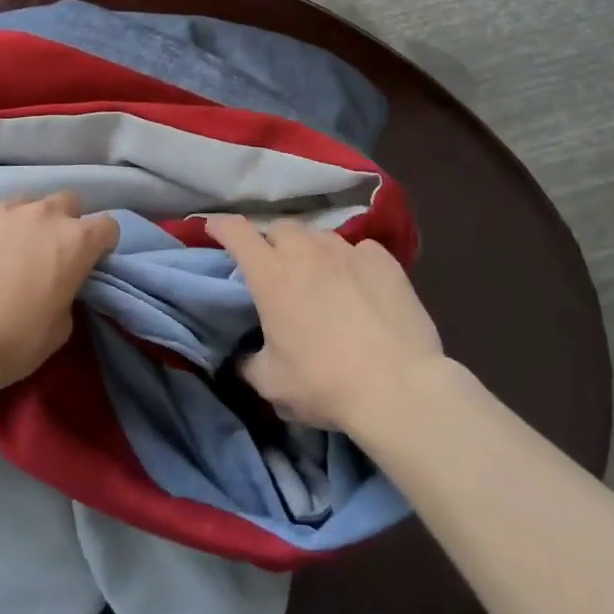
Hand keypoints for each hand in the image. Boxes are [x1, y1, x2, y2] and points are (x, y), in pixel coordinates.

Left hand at [0, 193, 119, 398]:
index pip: (108, 225)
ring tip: (4, 253)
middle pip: (67, 201)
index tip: (90, 262)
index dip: (102, 244)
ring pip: (23, 204)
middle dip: (64, 223)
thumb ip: (67, 292)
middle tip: (48, 253)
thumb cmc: (11, 344)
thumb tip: (56, 285)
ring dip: (23, 224)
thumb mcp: (59, 328)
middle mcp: (41, 214)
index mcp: (75, 241)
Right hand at [206, 215, 441, 433]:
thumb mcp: (272, 384)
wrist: (399, 387)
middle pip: (280, 228)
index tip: (214, 229)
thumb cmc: (326, 384)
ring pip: (319, 236)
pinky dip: (350, 261)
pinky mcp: (384, 260)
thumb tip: (242, 357)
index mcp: (271, 275)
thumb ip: (249, 363)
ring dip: (310, 250)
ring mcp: (348, 251)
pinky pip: (358, 249)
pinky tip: (358, 283)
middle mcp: (306, 252)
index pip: (237, 232)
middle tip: (274, 267)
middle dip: (270, 241)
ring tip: (317, 275)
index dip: (222, 226)